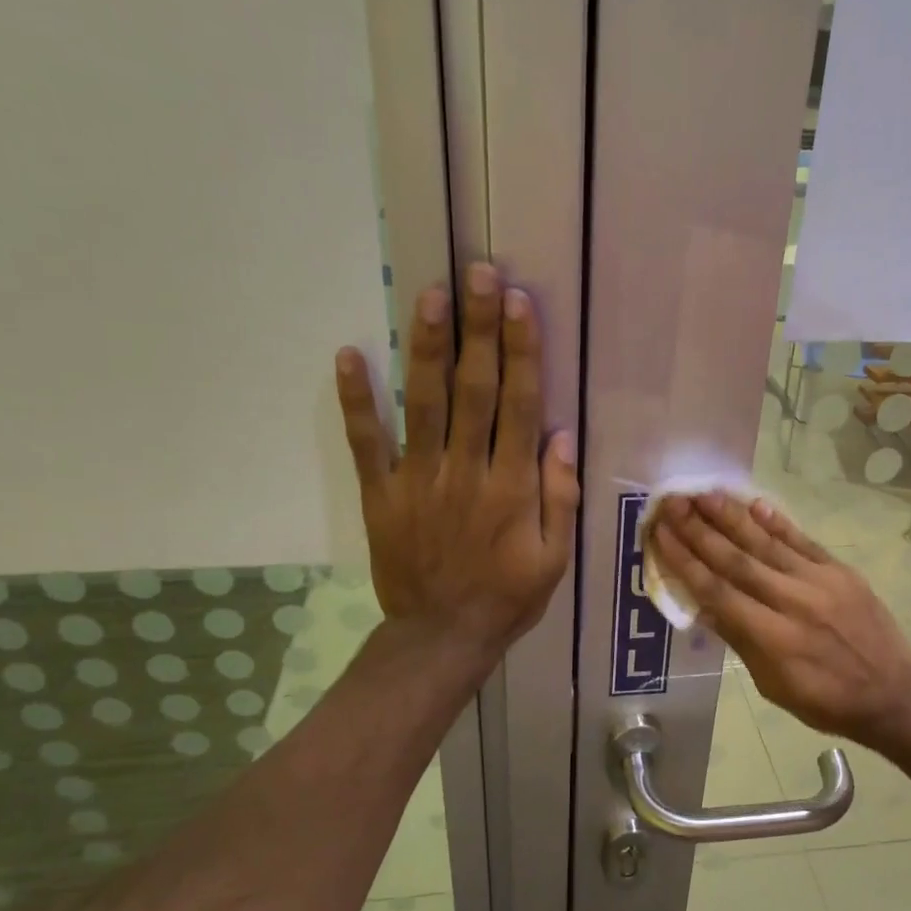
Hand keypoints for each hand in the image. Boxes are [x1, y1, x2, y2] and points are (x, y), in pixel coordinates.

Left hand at [336, 263, 578, 657]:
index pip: (517, 405)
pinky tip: (349, 355)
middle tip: (478, 273)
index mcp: (510, 488)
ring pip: (424, 404)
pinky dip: (358, 401)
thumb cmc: (507, 597)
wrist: (441, 637)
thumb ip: (559, 496)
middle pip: (473, 390)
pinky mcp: (382, 494)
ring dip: (427, 347)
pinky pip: (367, 443)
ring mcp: (417, 480)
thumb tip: (560, 435)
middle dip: (478, 329)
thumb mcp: (554, 558)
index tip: (519, 304)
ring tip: (430, 294)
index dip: (520, 352)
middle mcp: (464, 472)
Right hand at [648, 492, 910, 749]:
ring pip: (767, 543)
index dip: (685, 561)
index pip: (717, 591)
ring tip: (703, 494)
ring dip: (732, 517)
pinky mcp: (841, 571)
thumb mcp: (772, 685)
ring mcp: (820, 582)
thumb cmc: (825, 701)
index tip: (660, 534)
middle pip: (737, 559)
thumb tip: (702, 604)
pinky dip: (777, 522)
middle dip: (699, 530)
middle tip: (672, 503)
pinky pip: (803, 541)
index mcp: (772, 638)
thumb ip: (739, 640)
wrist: (893, 693)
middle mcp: (792, 602)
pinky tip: (754, 503)